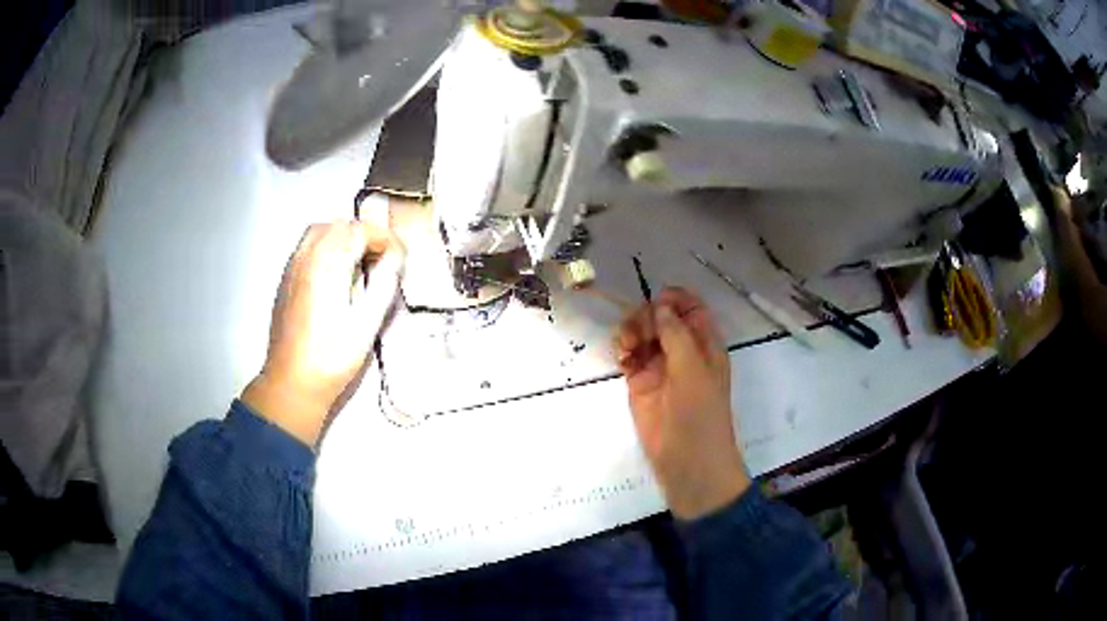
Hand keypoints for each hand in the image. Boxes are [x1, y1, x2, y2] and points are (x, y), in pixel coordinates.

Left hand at [242, 220, 404, 446]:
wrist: (292, 383)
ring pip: (320, 230)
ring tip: (361, 262)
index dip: (384, 238)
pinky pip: (307, 246)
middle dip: (365, 234)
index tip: (399, 255)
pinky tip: (337, 273)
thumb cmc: (331, 359)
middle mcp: (307, 258)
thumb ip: (384, 283)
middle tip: (383, 258)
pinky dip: (327, 246)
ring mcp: (293, 267)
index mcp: (327, 266)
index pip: (359, 231)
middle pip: (339, 225)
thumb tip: (396, 257)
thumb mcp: (367, 324)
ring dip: (344, 237)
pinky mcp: (286, 279)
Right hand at [614, 287, 749, 519]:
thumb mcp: (693, 369)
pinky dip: (622, 350)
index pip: (691, 307)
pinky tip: (621, 357)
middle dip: (646, 316)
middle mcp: (683, 351)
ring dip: (630, 331)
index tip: (654, 301)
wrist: (687, 460)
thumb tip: (659, 305)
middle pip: (661, 317)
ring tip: (625, 347)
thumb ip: (676, 334)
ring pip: (642, 334)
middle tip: (638, 333)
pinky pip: (629, 356)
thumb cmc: (700, 413)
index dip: (674, 299)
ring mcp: (660, 367)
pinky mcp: (640, 383)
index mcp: (705, 344)